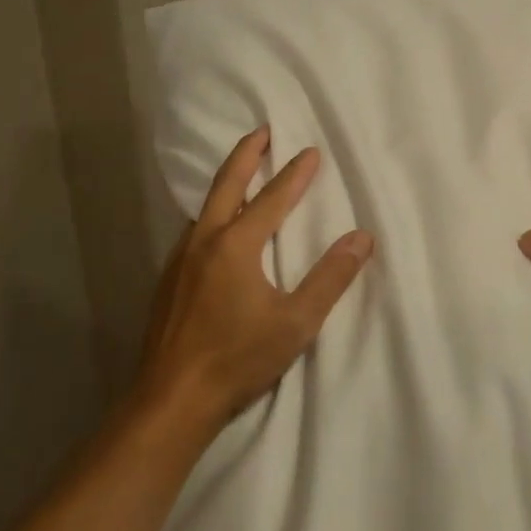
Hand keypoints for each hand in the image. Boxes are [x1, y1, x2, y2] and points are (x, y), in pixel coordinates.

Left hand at [136, 126, 374, 436]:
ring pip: (206, 206)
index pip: (273, 198)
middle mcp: (204, 240)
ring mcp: (180, 259)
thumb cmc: (237, 358)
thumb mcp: (296, 322)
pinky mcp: (168, 279)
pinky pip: (195, 230)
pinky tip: (217, 229)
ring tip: (243, 173)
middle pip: (227, 184)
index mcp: (236, 245)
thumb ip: (330, 278)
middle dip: (247, 154)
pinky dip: (212, 213)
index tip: (311, 150)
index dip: (295, 173)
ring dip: (227, 182)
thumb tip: (362, 238)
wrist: (171, 399)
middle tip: (263, 131)